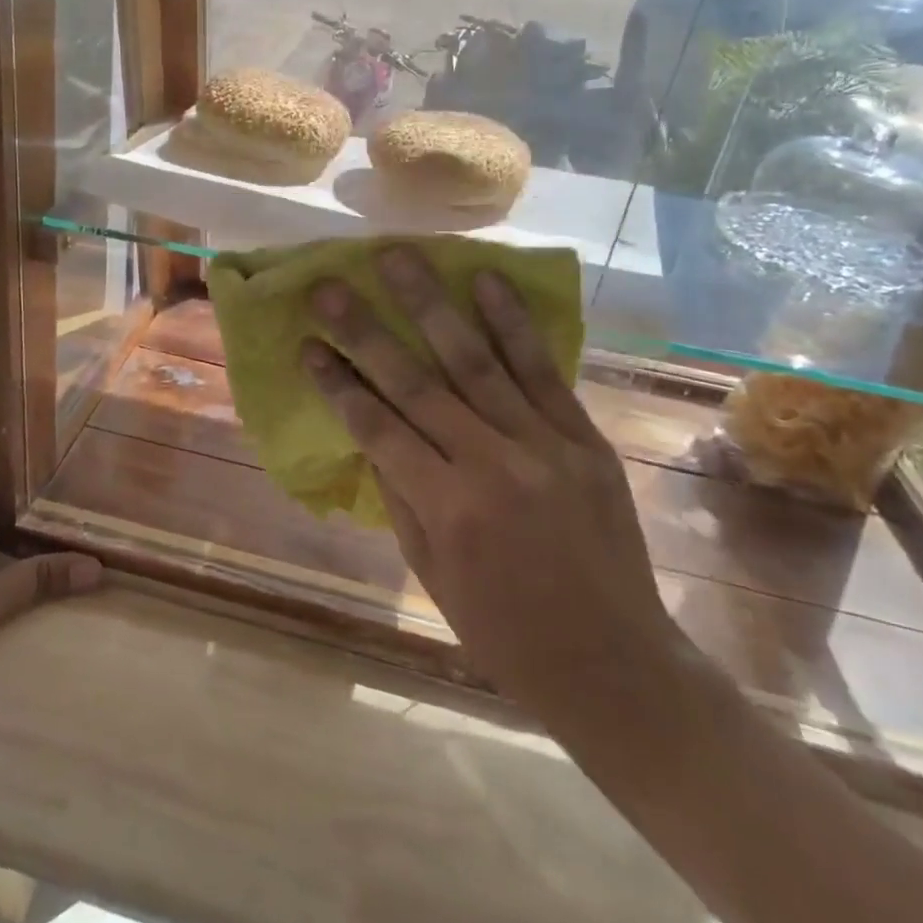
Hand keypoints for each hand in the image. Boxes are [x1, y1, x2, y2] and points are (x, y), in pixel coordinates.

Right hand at [302, 246, 681, 733]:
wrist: (616, 665)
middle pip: (416, 382)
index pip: (376, 428)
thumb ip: (398, 493)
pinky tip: (485, 280)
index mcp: (447, 509)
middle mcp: (492, 465)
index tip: (306, 343)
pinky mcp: (584, 437)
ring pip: (475, 359)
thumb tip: (369, 430)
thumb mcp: (430, 573)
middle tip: (329, 286)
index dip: (336, 383)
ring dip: (431, 303)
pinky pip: (541, 370)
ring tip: (399, 256)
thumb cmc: (504, 631)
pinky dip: (511, 322)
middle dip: (365, 330)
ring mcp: (544, 444)